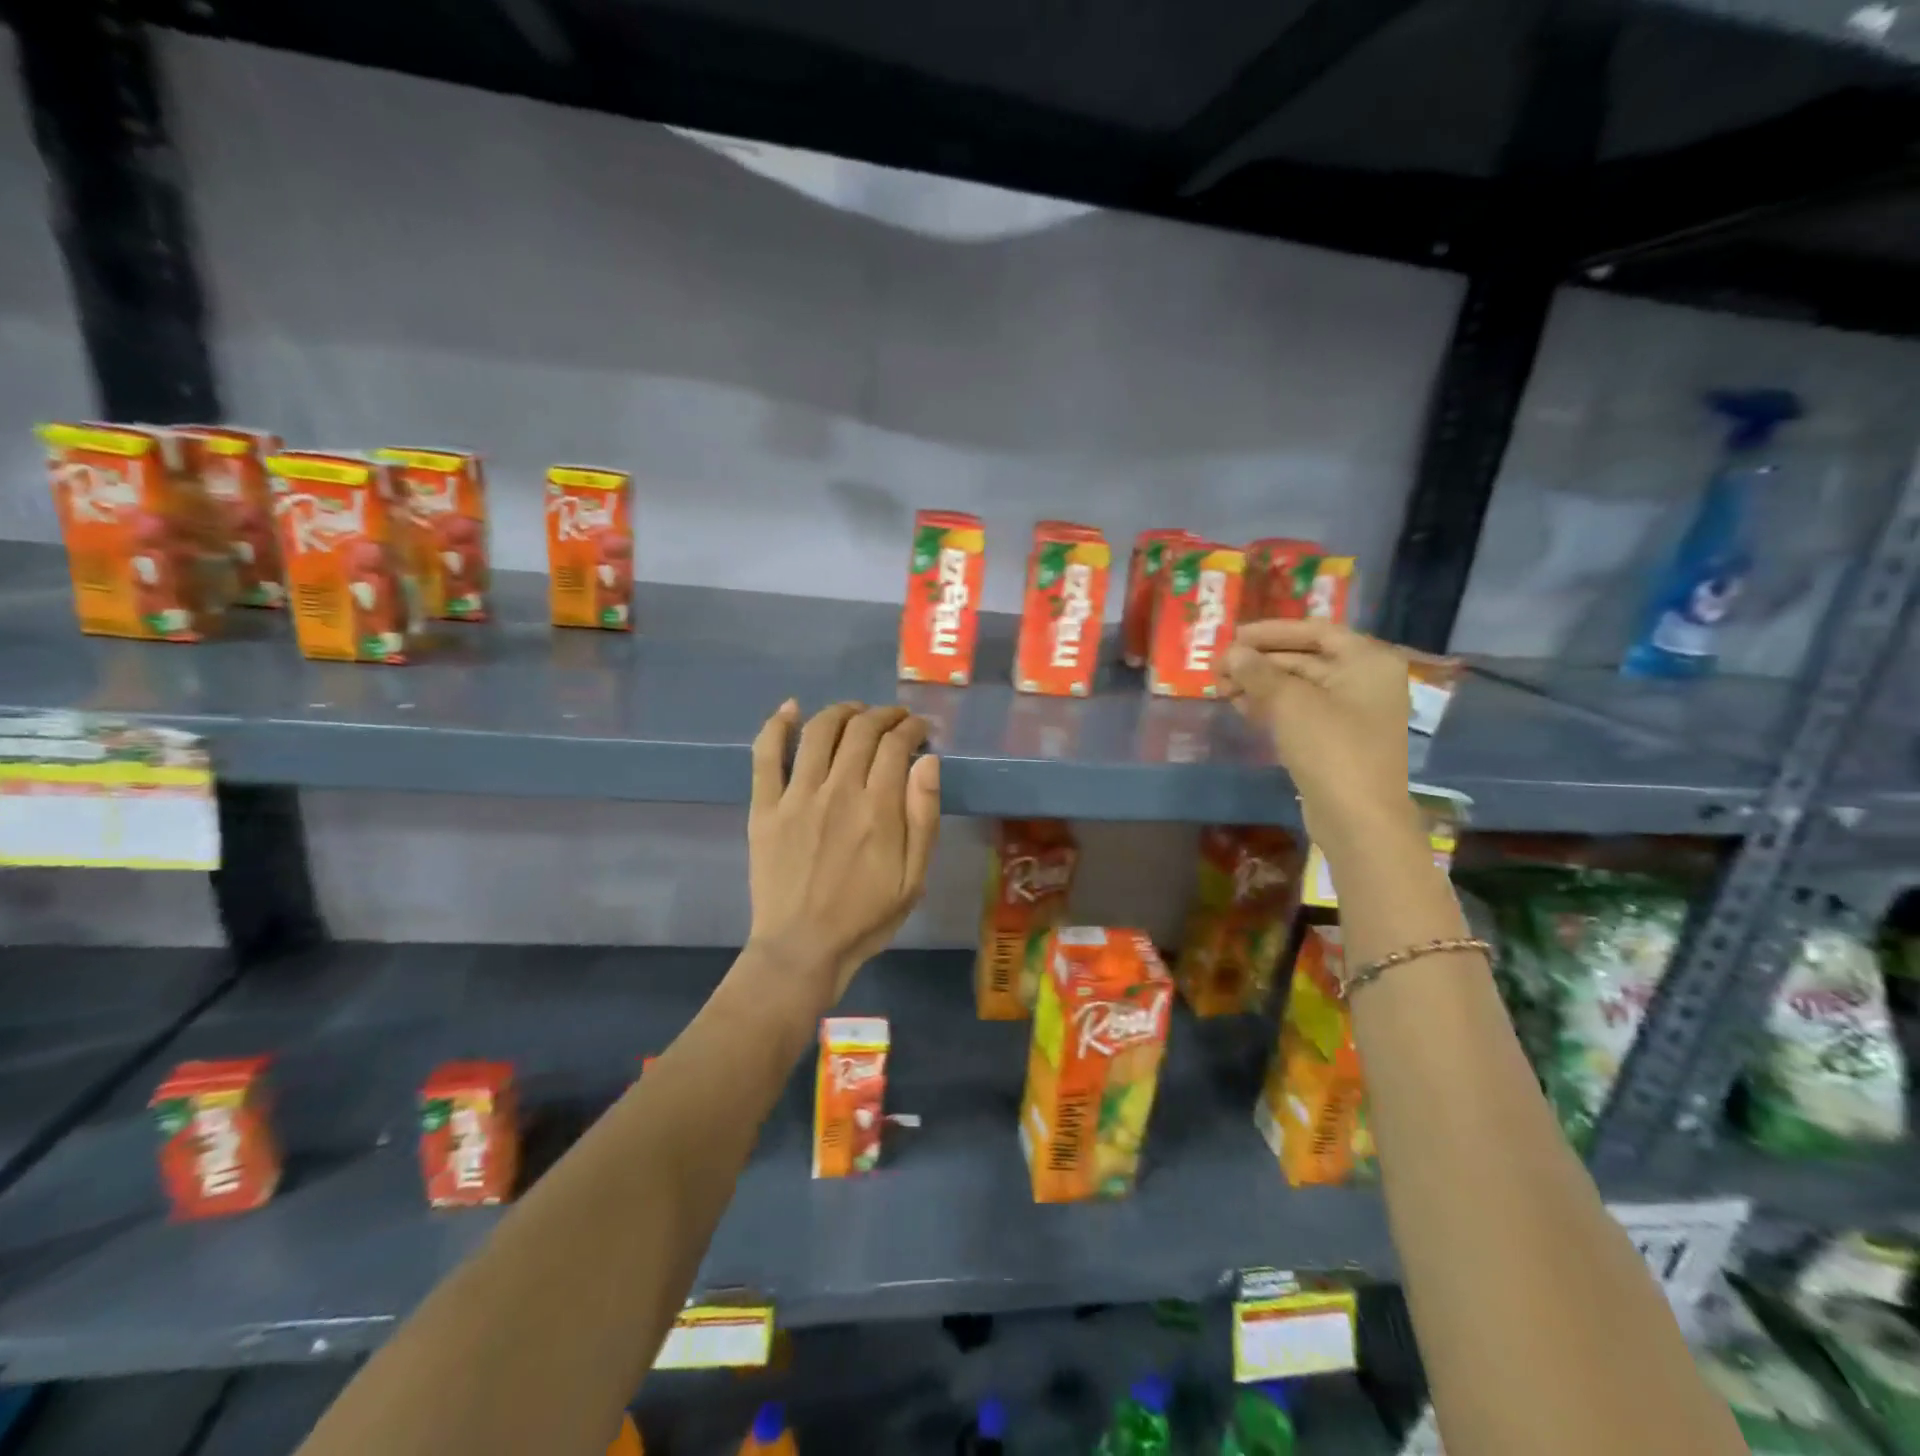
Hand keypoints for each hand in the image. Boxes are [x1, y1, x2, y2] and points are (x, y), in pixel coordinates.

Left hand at [746, 700, 940, 1011]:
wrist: (802, 948)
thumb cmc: (865, 917)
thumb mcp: (914, 878)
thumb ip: (923, 816)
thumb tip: (928, 761)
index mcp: (878, 808)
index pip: (897, 745)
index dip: (912, 728)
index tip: (921, 729)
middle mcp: (837, 790)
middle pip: (861, 730)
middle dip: (884, 714)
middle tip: (895, 719)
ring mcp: (796, 796)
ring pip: (819, 731)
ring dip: (842, 711)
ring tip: (856, 712)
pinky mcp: (764, 807)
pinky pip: (766, 756)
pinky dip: (777, 726)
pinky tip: (791, 709)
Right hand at [1223, 619, 1409, 823]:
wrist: (1358, 818)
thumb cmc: (1331, 748)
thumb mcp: (1289, 703)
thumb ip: (1258, 672)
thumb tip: (1233, 653)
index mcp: (1367, 661)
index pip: (1315, 630)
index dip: (1272, 631)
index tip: (1234, 637)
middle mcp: (1365, 681)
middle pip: (1305, 658)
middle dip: (1260, 662)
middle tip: (1219, 668)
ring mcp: (1352, 713)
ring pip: (1299, 687)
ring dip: (1260, 684)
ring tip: (1221, 688)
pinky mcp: (1337, 740)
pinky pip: (1301, 711)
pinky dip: (1271, 706)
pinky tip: (1240, 707)